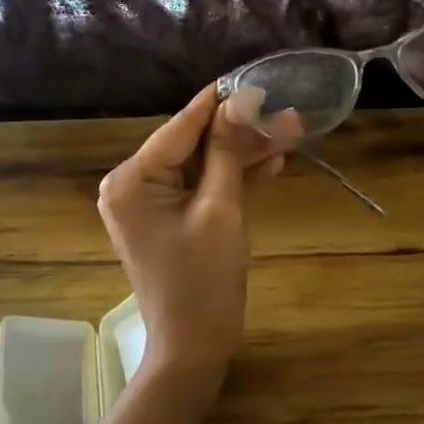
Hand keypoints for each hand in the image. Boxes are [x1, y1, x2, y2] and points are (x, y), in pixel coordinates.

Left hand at [97, 84, 300, 397]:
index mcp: (132, 180)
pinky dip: (234, 179)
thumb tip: (242, 99)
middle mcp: (134, 184)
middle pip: (194, 145)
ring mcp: (152, 203)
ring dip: (244, 154)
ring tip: (290, 133)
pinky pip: (204, 188)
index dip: (221, 103)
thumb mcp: (221, 209)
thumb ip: (228, 151)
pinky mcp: (172, 218)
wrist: (195, 346)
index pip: (180, 127)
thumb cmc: (204, 279)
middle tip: (286, 113)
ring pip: (204, 165)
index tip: (255, 78)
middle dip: (241, 132)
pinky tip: (272, 163)